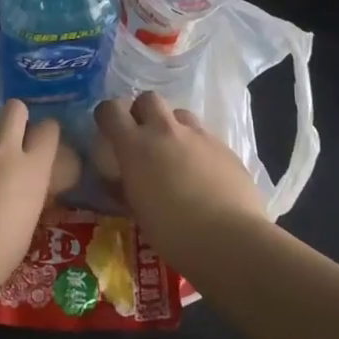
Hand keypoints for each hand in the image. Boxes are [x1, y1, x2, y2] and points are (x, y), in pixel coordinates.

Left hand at [0, 99, 60, 297]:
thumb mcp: (27, 227)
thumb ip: (30, 196)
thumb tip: (30, 188)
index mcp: (30, 169)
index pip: (48, 128)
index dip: (48, 134)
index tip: (45, 148)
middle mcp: (0, 151)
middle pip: (14, 108)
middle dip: (18, 119)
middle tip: (15, 144)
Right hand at [94, 92, 267, 249]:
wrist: (231, 240)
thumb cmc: (173, 232)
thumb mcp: (137, 210)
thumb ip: (127, 186)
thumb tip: (121, 180)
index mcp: (135, 145)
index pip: (110, 109)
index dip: (107, 116)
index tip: (109, 131)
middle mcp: (165, 131)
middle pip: (148, 99)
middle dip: (143, 112)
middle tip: (144, 137)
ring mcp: (199, 136)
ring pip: (180, 114)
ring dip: (173, 127)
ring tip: (176, 153)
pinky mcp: (226, 148)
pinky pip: (205, 137)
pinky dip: (198, 148)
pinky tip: (204, 174)